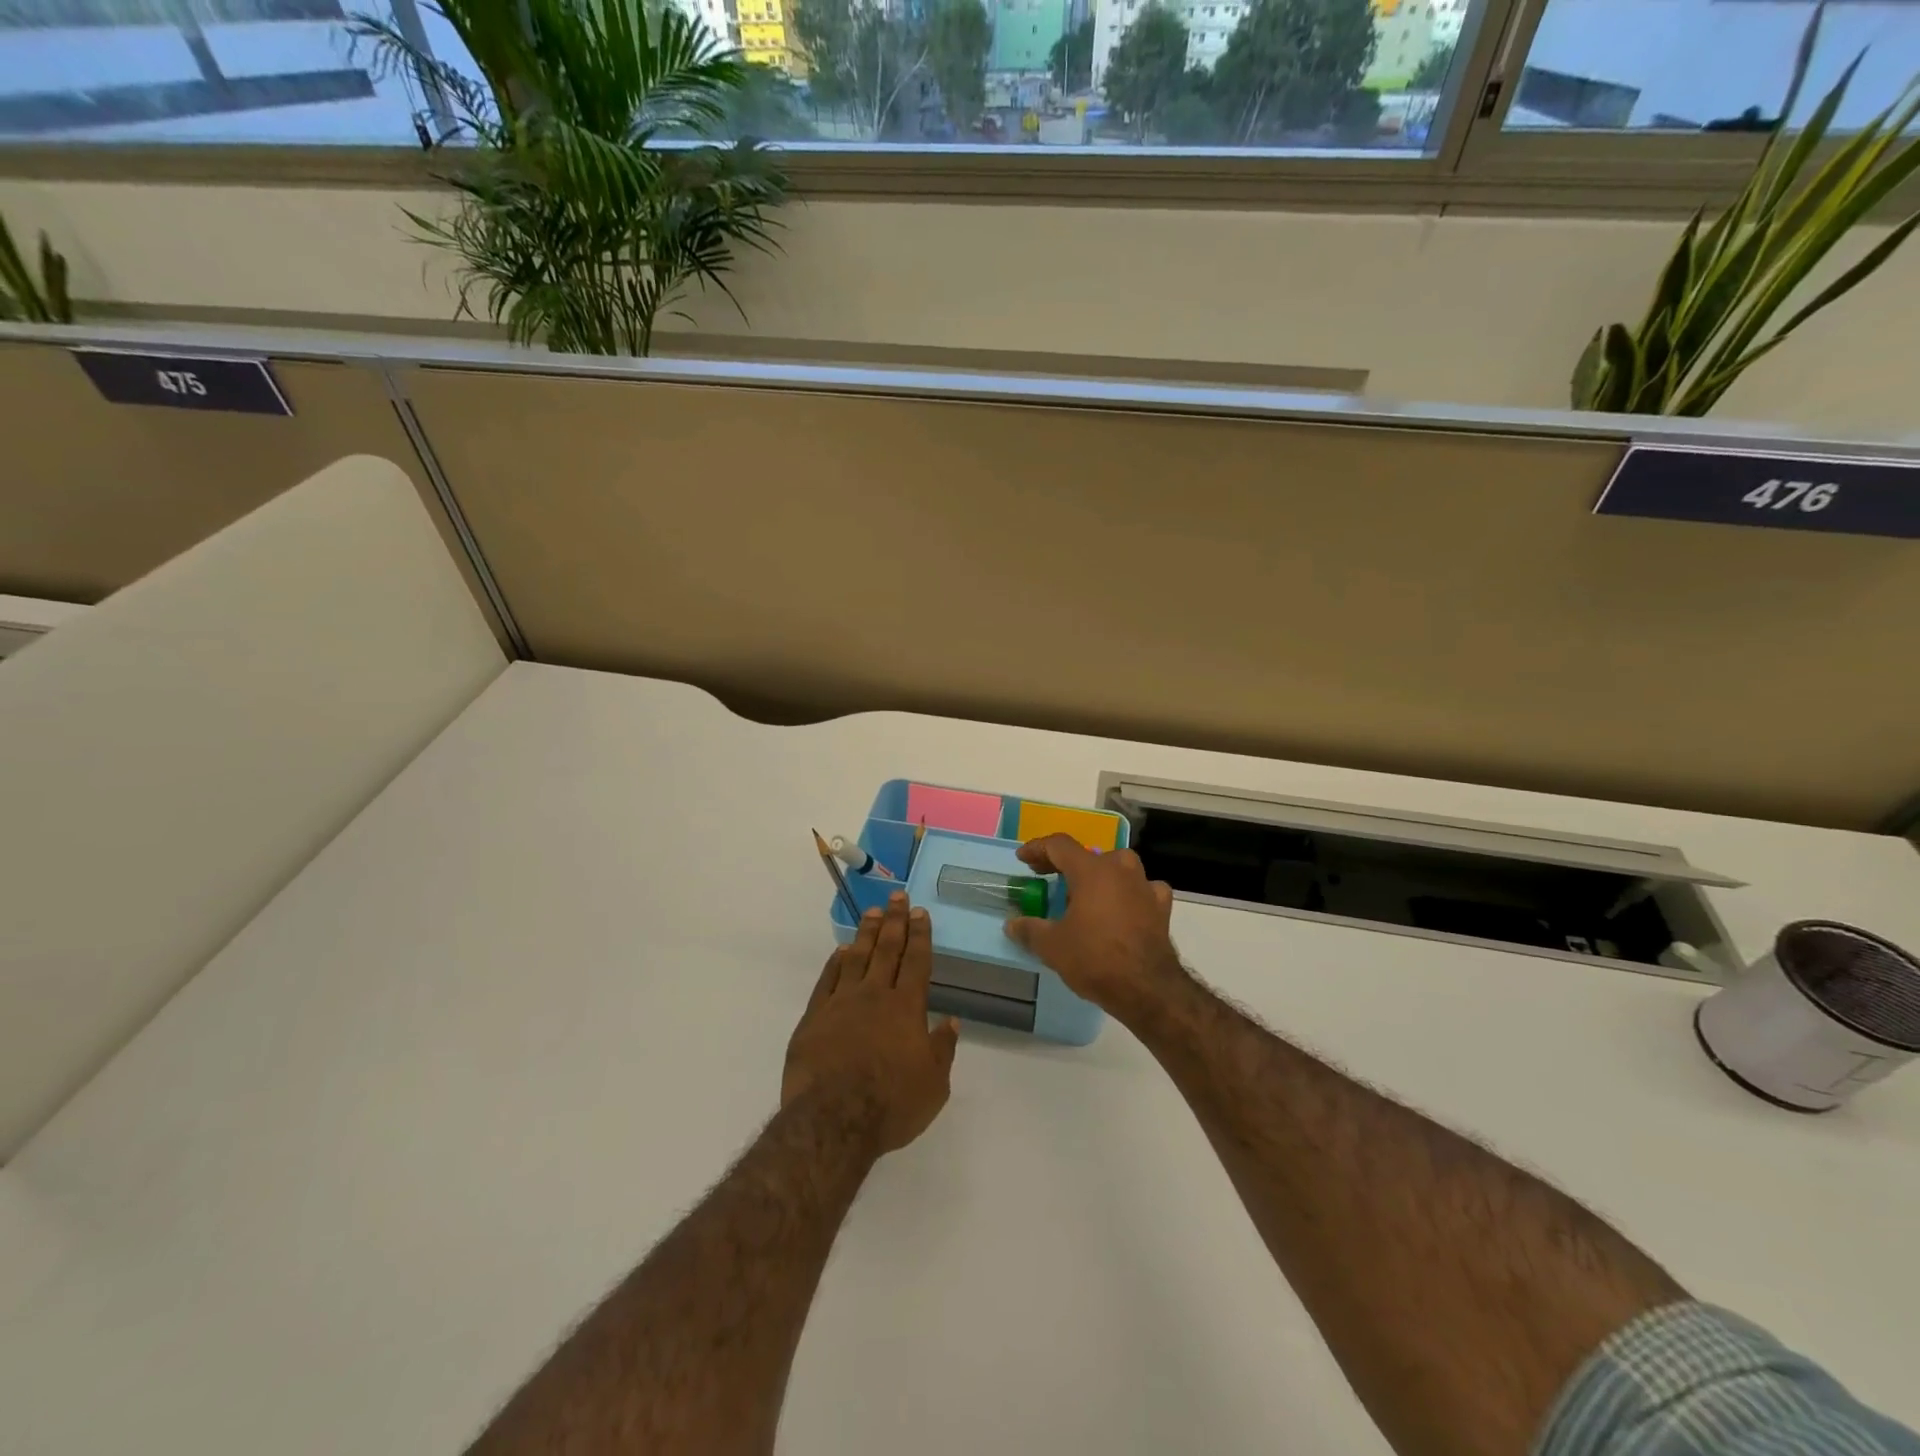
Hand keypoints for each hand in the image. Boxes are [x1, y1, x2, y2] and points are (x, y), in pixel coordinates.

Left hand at [784, 892, 960, 1155]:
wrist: (832, 1120)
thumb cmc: (891, 1105)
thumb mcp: (934, 1085)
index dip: (920, 935)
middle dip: (895, 921)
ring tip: (873, 913)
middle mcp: (874, 995)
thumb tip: (951, 1020)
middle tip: (897, 897)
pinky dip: (835, 962)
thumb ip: (942, 1049)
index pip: (916, 961)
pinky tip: (840, 951)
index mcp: (906, 1008)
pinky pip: (827, 980)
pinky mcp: (814, 1017)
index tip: (920, 912)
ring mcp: (841, 1003)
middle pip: (887, 949)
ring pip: (856, 957)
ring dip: (866, 933)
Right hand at [1003, 835, 1184, 1016]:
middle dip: (1066, 865)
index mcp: (1091, 870)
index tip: (1023, 859)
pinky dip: (1129, 894)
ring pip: (1118, 868)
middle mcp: (1120, 868)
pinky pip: (1142, 889)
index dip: (1037, 849)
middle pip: (1089, 855)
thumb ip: (1029, 930)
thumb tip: (1012, 924)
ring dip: (1099, 876)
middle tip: (1049, 879)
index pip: (1059, 845)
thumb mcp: (1052, 946)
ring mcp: (1144, 885)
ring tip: (1085, 894)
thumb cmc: (1095, 959)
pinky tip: (1124, 908)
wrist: (1147, 989)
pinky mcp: (1161, 906)